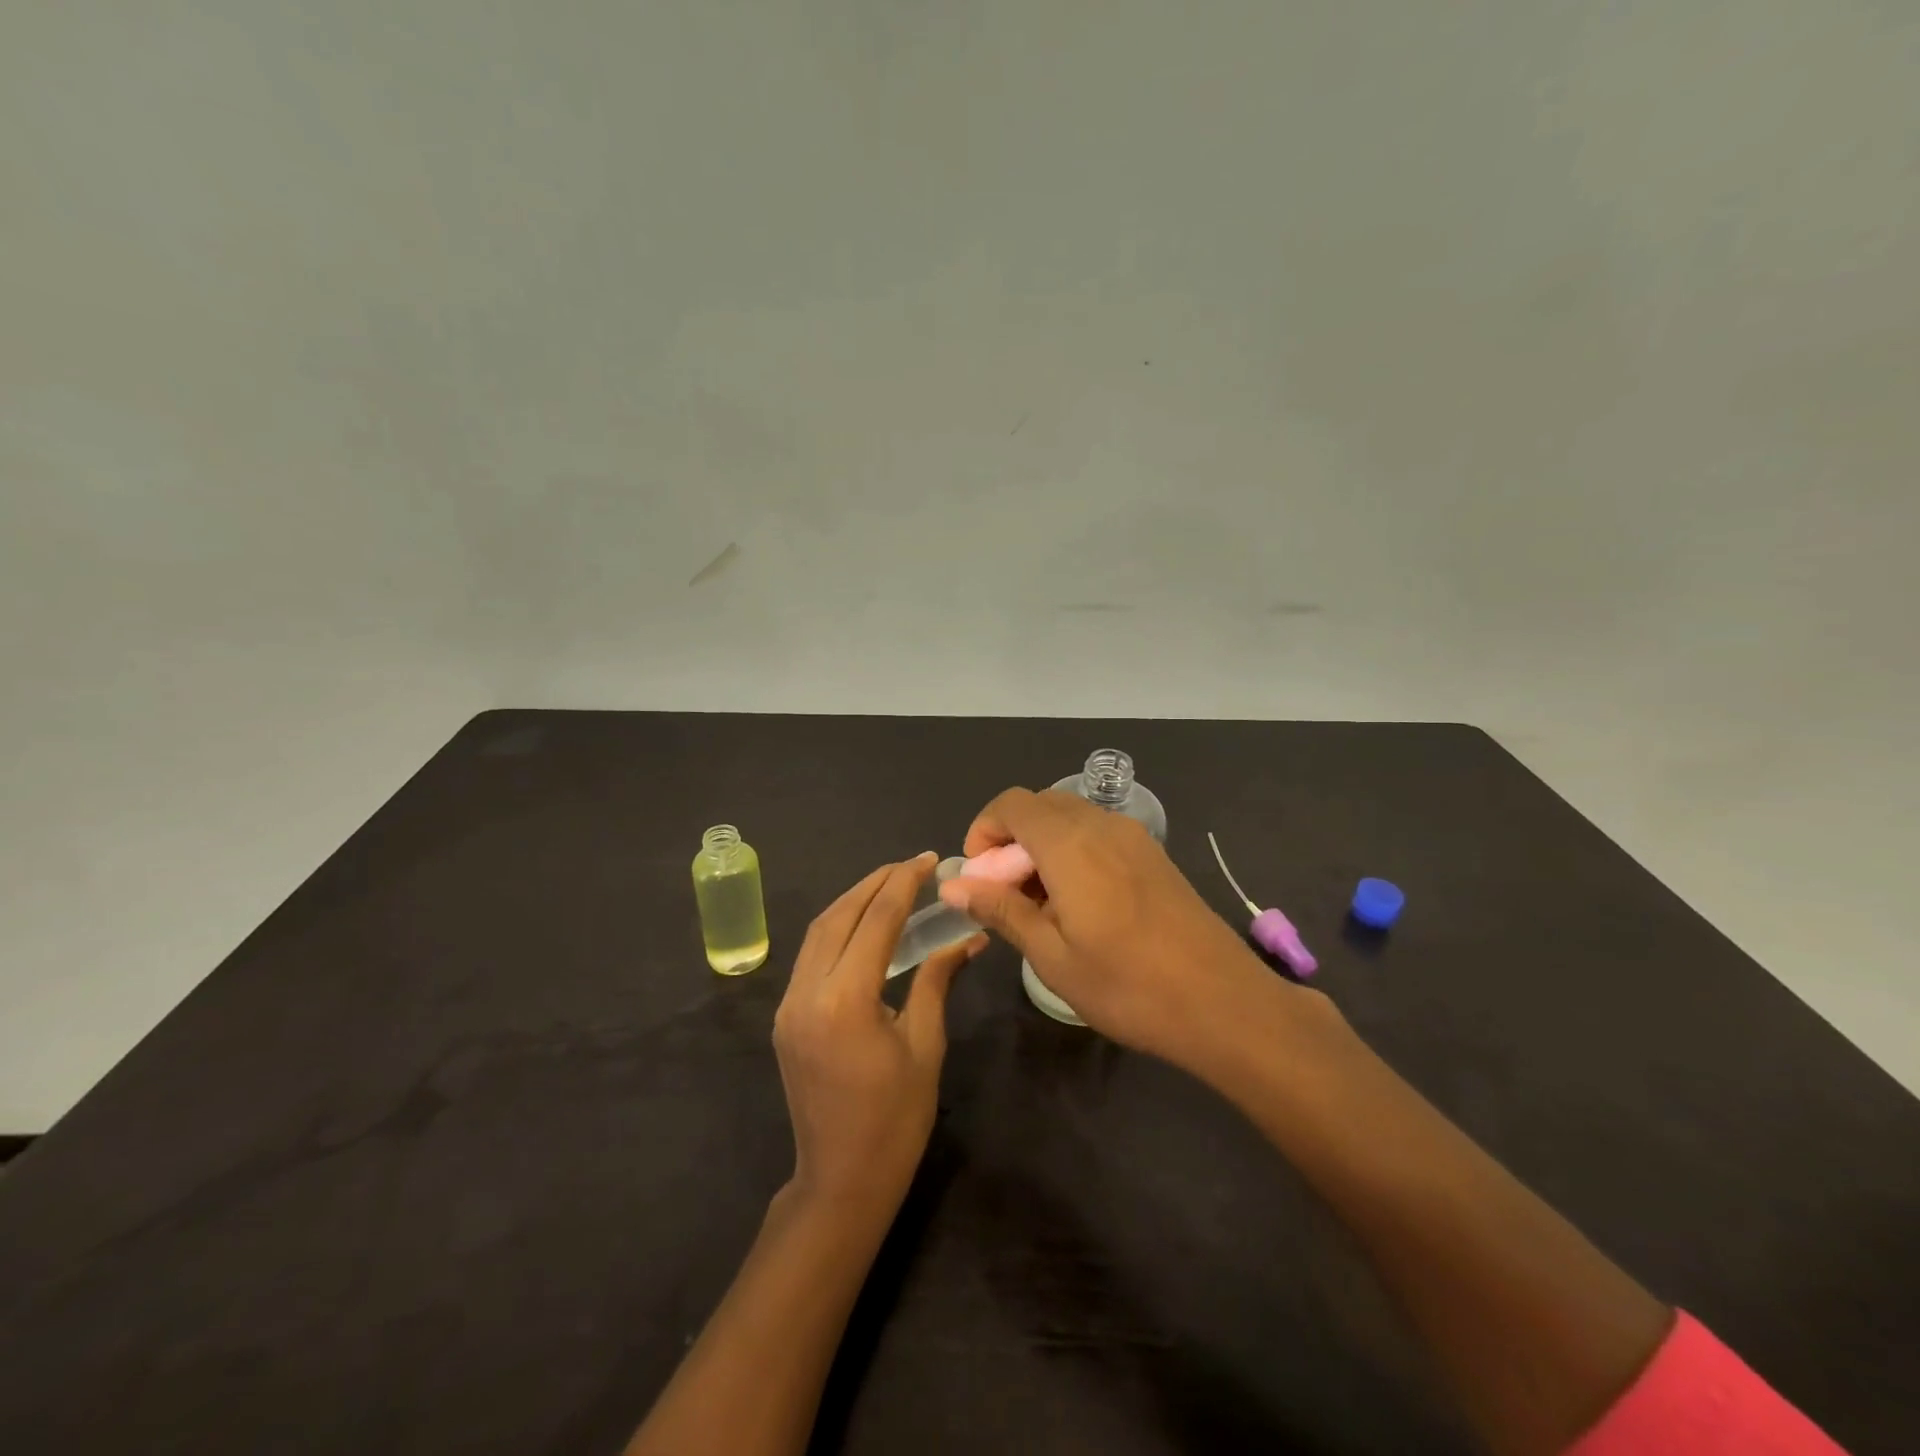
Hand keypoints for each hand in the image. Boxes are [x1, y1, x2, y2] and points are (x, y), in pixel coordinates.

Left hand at [774, 852, 984, 1217]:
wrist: (840, 1180)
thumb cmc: (895, 1120)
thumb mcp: (925, 1045)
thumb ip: (936, 980)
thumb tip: (968, 937)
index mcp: (845, 999)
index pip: (876, 920)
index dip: (904, 883)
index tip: (928, 859)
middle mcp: (807, 991)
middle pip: (840, 915)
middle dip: (876, 883)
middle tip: (911, 865)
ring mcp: (789, 1003)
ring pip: (818, 931)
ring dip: (854, 900)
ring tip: (891, 884)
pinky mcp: (785, 1015)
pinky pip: (811, 954)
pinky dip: (838, 928)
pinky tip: (864, 924)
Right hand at [939, 789, 1315, 1067]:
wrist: (1224, 1003)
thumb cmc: (1128, 986)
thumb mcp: (1052, 956)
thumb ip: (1002, 910)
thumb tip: (954, 884)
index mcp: (1070, 843)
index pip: (1011, 804)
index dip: (984, 831)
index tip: (979, 878)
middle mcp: (1102, 825)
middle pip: (1040, 806)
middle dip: (1010, 840)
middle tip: (1005, 895)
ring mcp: (1133, 837)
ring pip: (1070, 819)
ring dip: (1042, 847)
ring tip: (1040, 906)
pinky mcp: (1153, 855)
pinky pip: (1098, 834)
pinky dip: (1073, 852)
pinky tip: (1079, 905)